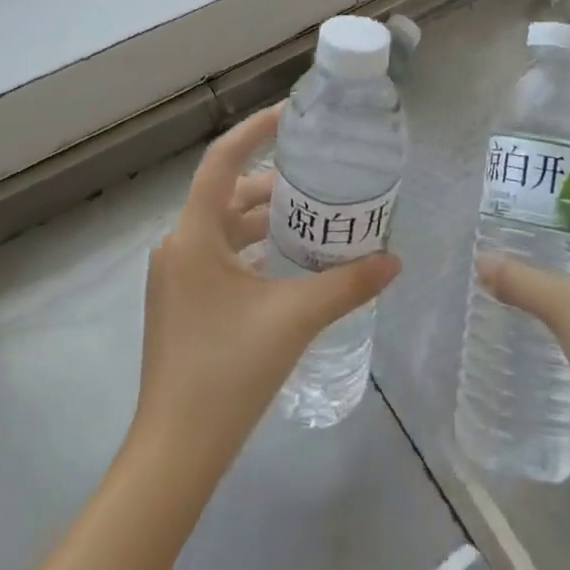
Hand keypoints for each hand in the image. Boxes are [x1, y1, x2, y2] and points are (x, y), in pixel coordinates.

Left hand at [133, 104, 400, 472]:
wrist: (175, 454)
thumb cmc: (228, 373)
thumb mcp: (294, 319)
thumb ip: (347, 285)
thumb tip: (394, 260)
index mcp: (194, 236)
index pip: (222, 160)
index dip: (256, 130)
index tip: (292, 115)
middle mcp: (178, 246)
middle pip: (227, 195)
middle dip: (272, 183)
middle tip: (319, 175)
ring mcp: (176, 277)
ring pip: (223, 227)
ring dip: (263, 218)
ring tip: (312, 215)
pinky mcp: (181, 303)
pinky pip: (218, 256)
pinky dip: (251, 248)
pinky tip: (286, 260)